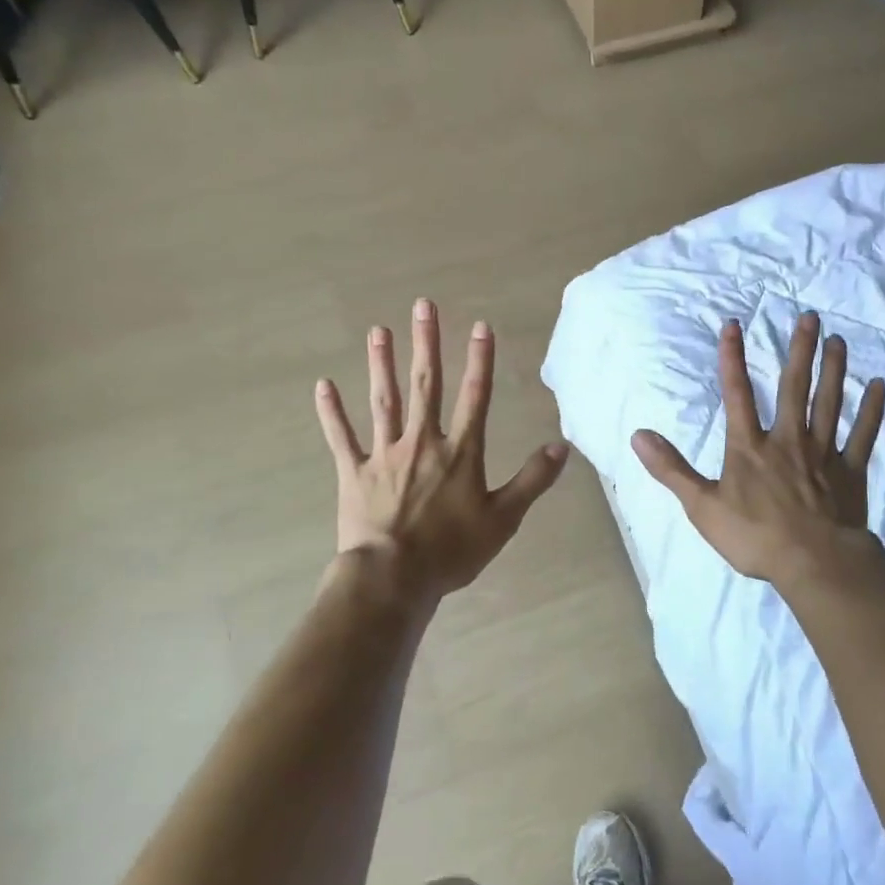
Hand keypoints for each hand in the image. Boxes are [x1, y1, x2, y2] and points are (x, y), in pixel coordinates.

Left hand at [315, 298, 569, 602]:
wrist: (393, 578)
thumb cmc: (452, 551)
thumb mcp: (504, 519)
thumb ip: (532, 480)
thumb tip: (561, 446)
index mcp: (460, 453)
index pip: (474, 396)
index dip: (480, 359)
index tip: (480, 325)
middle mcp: (422, 442)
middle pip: (425, 385)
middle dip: (426, 344)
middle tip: (422, 306)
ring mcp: (384, 455)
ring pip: (384, 401)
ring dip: (381, 365)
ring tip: (378, 331)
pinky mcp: (353, 473)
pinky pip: (341, 438)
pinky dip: (332, 412)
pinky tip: (323, 385)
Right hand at [632, 313, 884, 586]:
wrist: (814, 564)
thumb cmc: (755, 537)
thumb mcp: (702, 506)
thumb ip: (671, 469)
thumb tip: (638, 435)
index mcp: (750, 447)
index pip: (737, 394)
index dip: (732, 358)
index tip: (733, 325)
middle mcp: (787, 440)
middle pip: (794, 387)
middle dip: (799, 350)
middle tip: (809, 317)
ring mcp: (823, 454)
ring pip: (829, 403)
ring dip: (834, 370)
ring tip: (838, 340)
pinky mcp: (851, 472)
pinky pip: (863, 435)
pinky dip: (871, 411)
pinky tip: (879, 387)